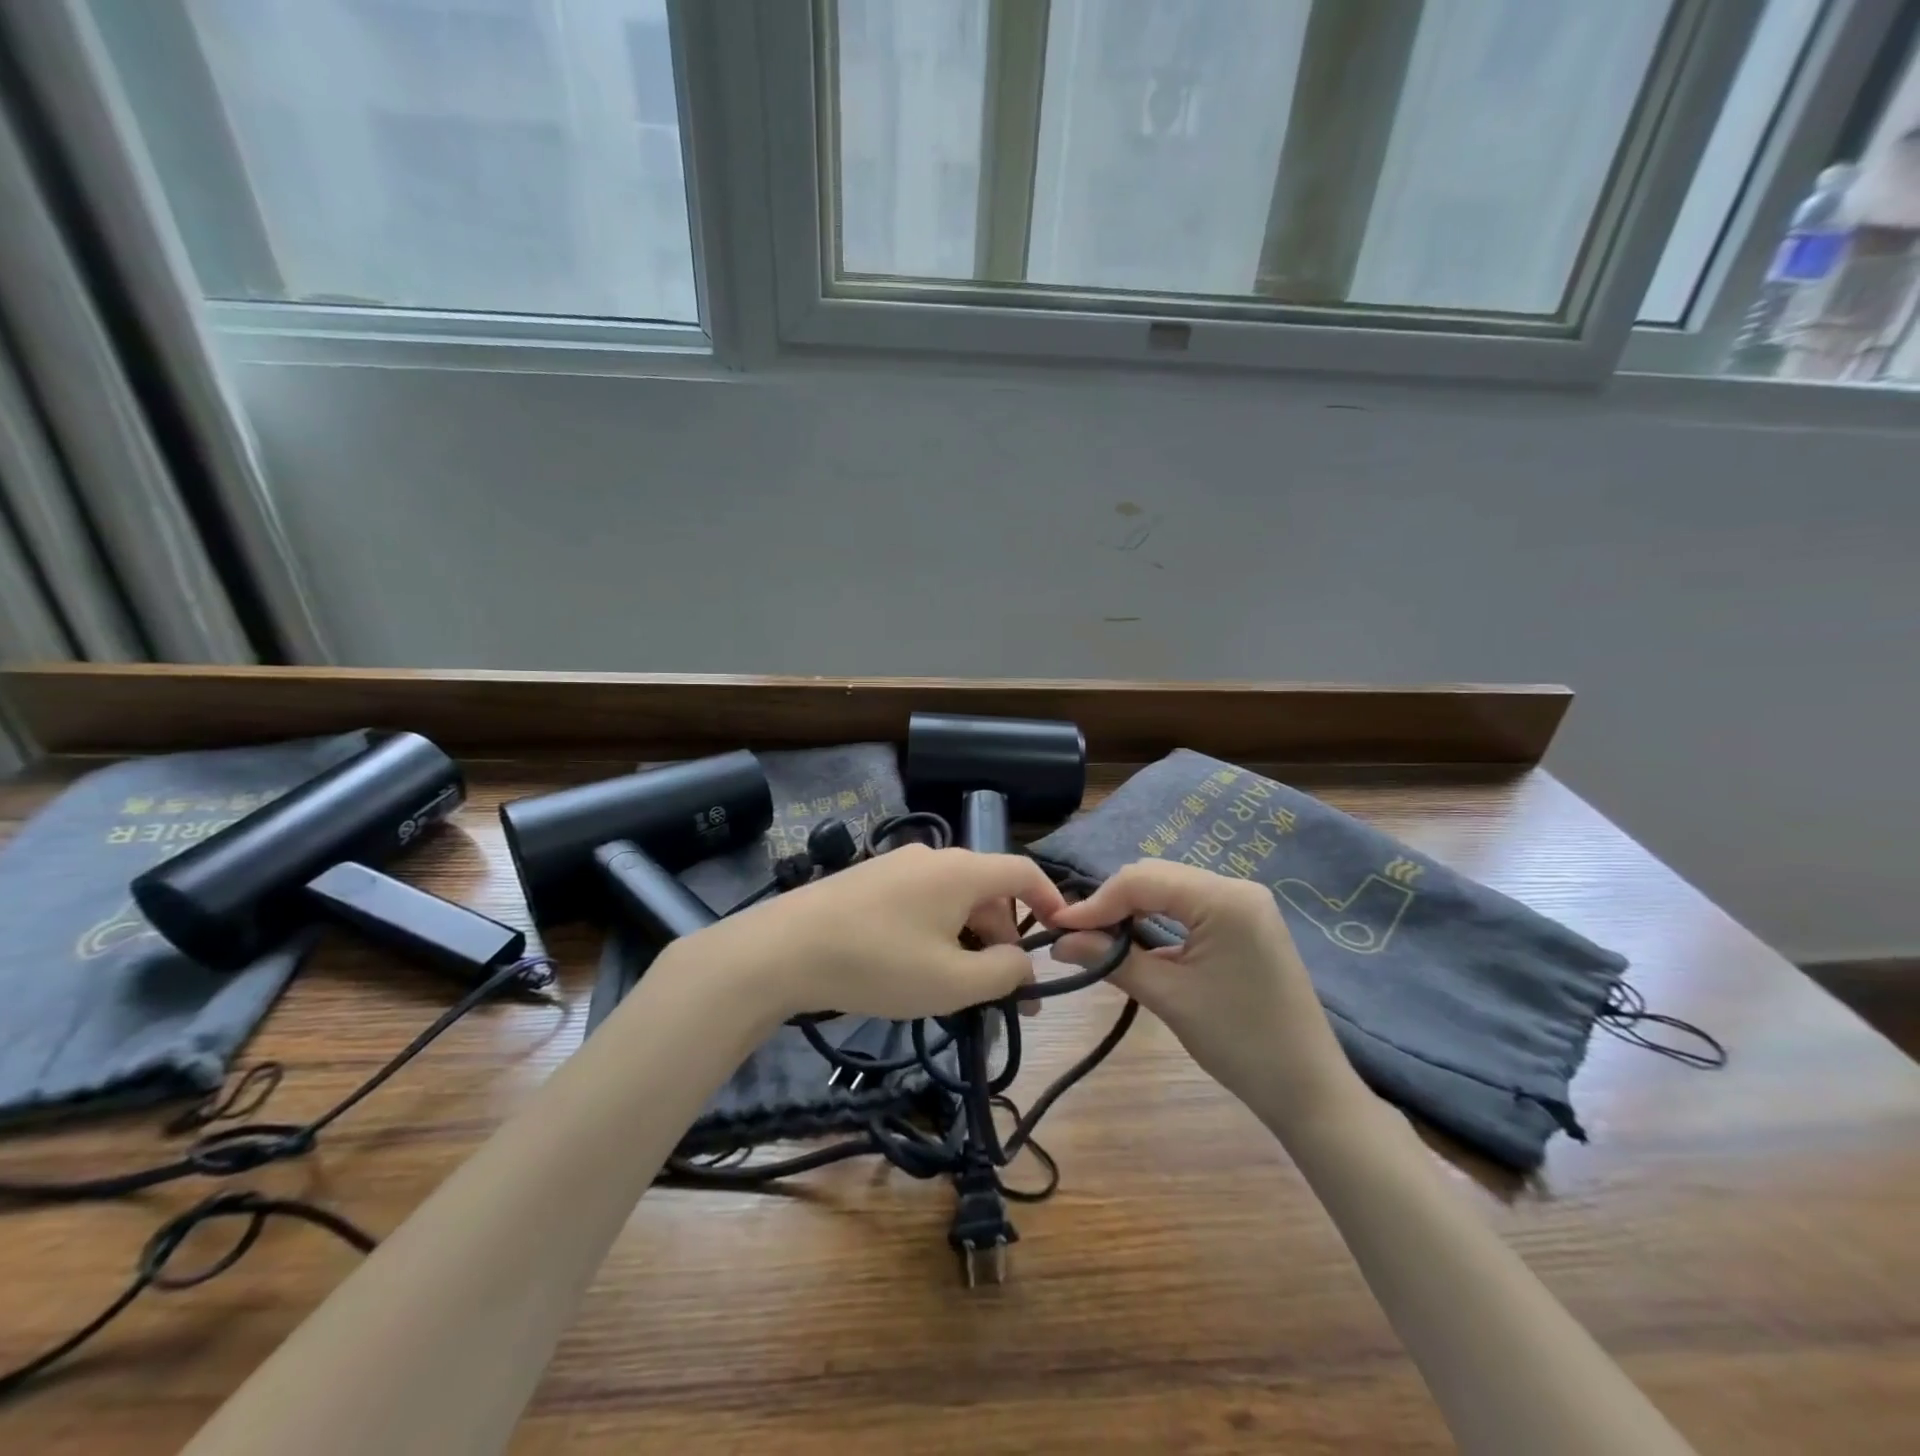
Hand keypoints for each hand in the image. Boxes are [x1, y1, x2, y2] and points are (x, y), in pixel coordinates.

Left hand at [672, 844, 1067, 1022]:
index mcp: (962, 871)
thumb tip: (1024, 964)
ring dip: (969, 939)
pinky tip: (918, 968)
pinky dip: (937, 932)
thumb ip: (1002, 973)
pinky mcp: (869, 881)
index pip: (1023, 871)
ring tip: (960, 988)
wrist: (784, 949)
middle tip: (1005, 992)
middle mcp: (933, 857)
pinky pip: (921, 902)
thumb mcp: (952, 981)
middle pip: (987, 891)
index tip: (1061, 937)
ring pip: (953, 899)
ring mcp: (897, 865)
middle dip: (1004, 938)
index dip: (1050, 901)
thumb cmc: (879, 963)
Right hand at [1050, 860, 1357, 1130]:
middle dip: (1112, 901)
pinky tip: (1136, 939)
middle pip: (1156, 876)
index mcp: (1224, 898)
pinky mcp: (1246, 922)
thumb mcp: (1169, 998)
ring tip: (1098, 936)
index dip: (1096, 902)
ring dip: (1133, 908)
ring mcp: (1245, 903)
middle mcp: (1236, 887)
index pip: (1142, 880)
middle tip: (1075, 933)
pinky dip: (1158, 918)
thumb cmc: (1239, 1043)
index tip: (1058, 927)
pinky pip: (1190, 905)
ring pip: (1170, 888)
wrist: (1308, 1089)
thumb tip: (1059, 942)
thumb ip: (1112, 960)